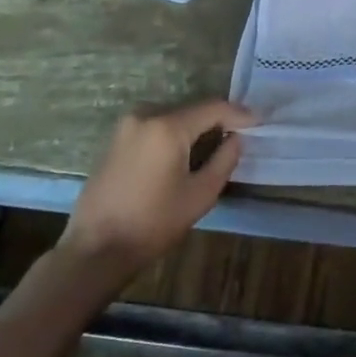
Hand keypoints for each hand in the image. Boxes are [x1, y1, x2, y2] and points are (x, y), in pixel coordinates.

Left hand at [60, 101, 255, 279]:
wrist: (96, 248)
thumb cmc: (153, 223)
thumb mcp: (200, 195)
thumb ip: (224, 160)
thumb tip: (236, 138)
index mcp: (167, 126)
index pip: (213, 108)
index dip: (239, 114)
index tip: (259, 122)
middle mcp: (145, 115)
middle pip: (191, 110)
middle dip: (216, 121)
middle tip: (238, 135)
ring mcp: (125, 125)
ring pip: (172, 118)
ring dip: (193, 128)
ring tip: (213, 146)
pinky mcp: (115, 139)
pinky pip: (154, 127)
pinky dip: (172, 135)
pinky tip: (182, 154)